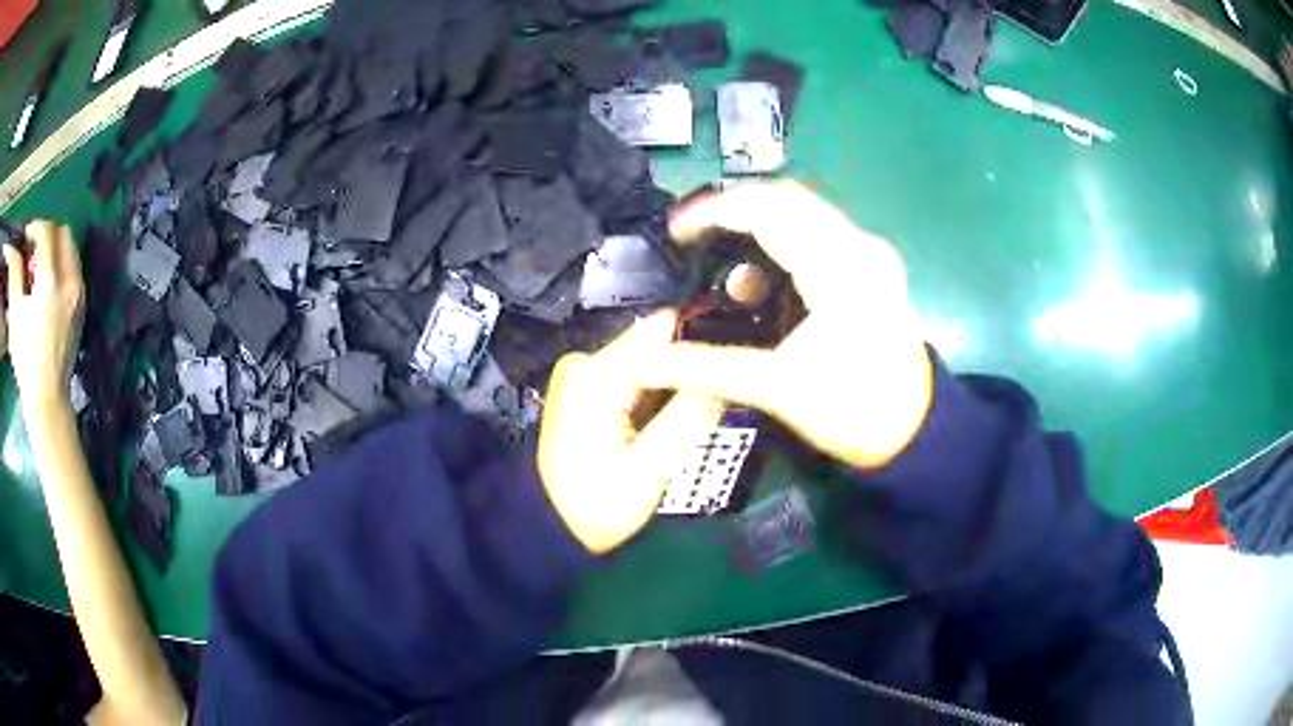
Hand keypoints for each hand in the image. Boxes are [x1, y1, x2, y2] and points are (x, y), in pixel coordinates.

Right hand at [3, 221, 84, 411]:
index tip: (25, 238)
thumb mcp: (15, 312)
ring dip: (55, 247)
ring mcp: (80, 293)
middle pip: (62, 233)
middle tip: (32, 251)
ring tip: (38, 268)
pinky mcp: (83, 305)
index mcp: (51, 280)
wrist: (47, 397)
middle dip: (46, 234)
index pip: (47, 232)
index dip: (35, 227)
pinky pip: (74, 268)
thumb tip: (13, 246)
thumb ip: (14, 271)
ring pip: (71, 249)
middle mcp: (70, 280)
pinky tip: (47, 284)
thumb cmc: (26, 359)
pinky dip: (62, 264)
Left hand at [538, 311, 721, 553]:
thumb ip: (690, 415)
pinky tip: (666, 420)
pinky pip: (633, 376)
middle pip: (656, 343)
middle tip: (719, 399)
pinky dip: (654, 393)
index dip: (702, 342)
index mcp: (597, 375)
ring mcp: (581, 373)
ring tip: (698, 412)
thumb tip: (726, 371)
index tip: (735, 364)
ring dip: (674, 382)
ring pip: (648, 360)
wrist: (549, 526)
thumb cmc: (596, 506)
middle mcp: (585, 361)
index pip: (664, 328)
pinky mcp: (584, 388)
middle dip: (689, 367)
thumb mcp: (651, 469)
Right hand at [637, 181, 933, 469]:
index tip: (676, 230)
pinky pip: (815, 229)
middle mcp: (859, 246)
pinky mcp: (870, 262)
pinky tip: (759, 279)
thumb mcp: (777, 389)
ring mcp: (868, 251)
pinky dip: (779, 240)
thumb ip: (707, 368)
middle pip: (784, 198)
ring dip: (755, 224)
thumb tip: (646, 361)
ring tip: (721, 264)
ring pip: (800, 210)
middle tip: (691, 240)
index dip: (715, 211)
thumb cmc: (853, 412)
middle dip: (732, 211)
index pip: (769, 210)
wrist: (912, 428)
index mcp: (841, 270)